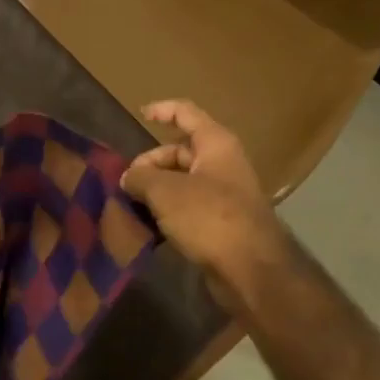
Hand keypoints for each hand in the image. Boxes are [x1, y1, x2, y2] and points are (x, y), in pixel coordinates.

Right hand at [121, 100, 288, 302]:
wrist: (251, 269)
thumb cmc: (209, 216)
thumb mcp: (166, 191)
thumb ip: (141, 178)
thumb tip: (129, 178)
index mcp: (215, 143)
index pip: (186, 113)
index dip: (162, 110)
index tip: (140, 115)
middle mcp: (222, 163)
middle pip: (180, 151)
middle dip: (150, 163)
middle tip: (127, 183)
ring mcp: (224, 193)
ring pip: (182, 181)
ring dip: (157, 189)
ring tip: (132, 205)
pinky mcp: (221, 221)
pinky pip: (189, 206)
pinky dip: (168, 210)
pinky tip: (150, 225)